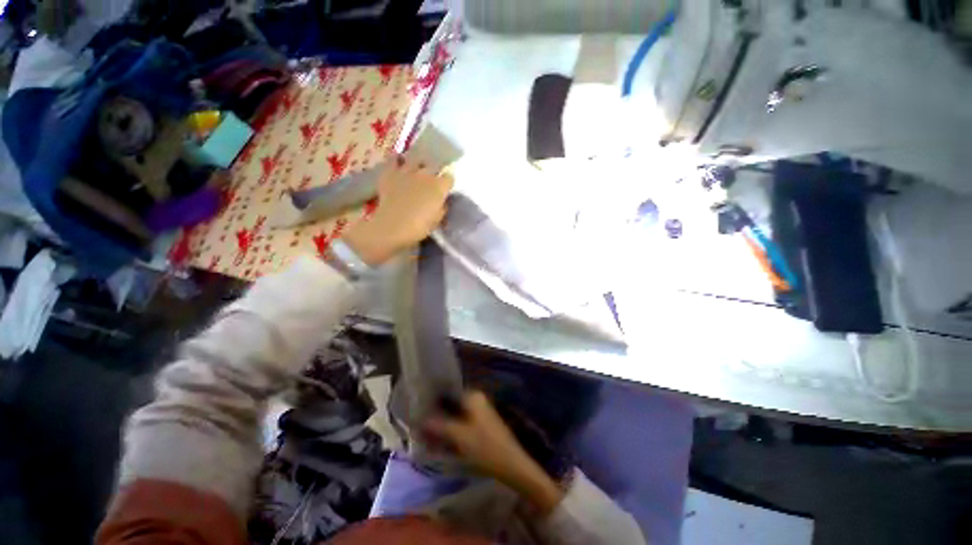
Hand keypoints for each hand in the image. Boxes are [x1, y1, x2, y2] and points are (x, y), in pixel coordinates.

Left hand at [342, 158, 453, 265]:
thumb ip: (442, 207)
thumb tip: (442, 201)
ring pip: (415, 159)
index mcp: (439, 186)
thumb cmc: (419, 227)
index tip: (445, 190)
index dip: (447, 183)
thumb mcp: (437, 220)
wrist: (392, 226)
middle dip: (434, 172)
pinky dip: (398, 162)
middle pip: (433, 166)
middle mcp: (425, 174)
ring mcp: (407, 171)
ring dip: (417, 165)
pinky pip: (395, 160)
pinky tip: (398, 166)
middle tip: (431, 182)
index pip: (449, 177)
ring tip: (416, 171)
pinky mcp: (390, 173)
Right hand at [424, 391, 564, 514]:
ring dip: (443, 426)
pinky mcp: (482, 426)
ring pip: (456, 416)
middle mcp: (477, 400)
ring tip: (426, 436)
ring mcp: (480, 413)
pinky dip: (452, 432)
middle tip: (419, 427)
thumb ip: (438, 425)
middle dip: (436, 416)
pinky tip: (441, 442)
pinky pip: (462, 425)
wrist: (512, 465)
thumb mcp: (459, 436)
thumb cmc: (485, 446)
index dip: (432, 402)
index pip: (448, 393)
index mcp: (473, 396)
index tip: (418, 411)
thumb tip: (419, 419)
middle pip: (451, 405)